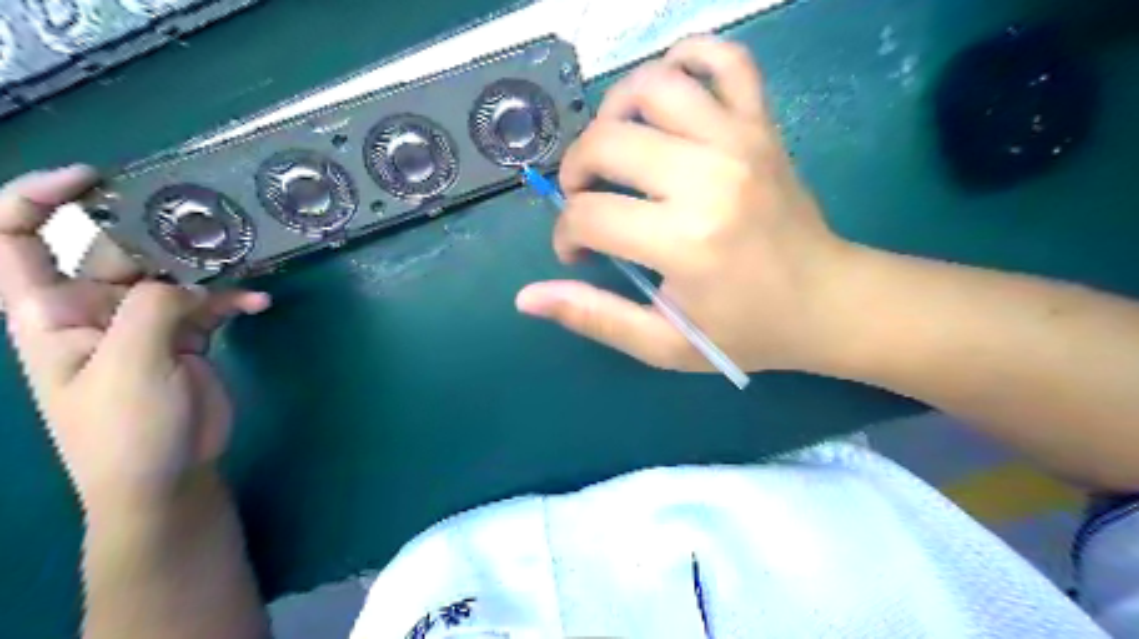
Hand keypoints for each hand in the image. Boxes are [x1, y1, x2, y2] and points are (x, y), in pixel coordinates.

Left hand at [1, 164, 269, 514]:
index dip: (40, 199)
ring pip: (173, 275)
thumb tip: (186, 280)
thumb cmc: (126, 430)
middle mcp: (95, 310)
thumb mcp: (130, 367)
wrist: (167, 476)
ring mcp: (144, 324)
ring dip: (207, 267)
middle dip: (158, 234)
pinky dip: (234, 299)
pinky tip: (259, 303)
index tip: (96, 179)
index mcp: (51, 313)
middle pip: (118, 251)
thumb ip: (152, 310)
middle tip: (209, 225)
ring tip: (243, 259)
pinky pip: (210, 304)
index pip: (16, 240)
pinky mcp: (186, 338)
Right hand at [517, 35, 852, 372]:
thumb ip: (595, 318)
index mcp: (685, 241)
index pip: (589, 215)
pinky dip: (687, 57)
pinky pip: (725, 58)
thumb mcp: (665, 343)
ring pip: (652, 85)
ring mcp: (740, 140)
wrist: (828, 302)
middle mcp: (708, 177)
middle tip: (587, 199)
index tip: (577, 251)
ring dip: (613, 112)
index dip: (566, 234)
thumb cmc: (746, 330)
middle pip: (607, 141)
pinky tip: (666, 94)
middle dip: (576, 171)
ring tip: (615, 148)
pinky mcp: (763, 124)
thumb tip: (527, 297)